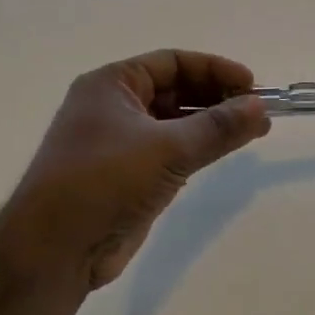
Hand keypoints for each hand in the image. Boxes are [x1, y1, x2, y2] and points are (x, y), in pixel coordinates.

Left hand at [7, 50, 269, 290]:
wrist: (54, 251)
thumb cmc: (104, 182)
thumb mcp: (168, 149)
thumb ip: (219, 126)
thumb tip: (260, 106)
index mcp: (111, 85)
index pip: (173, 62)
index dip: (215, 69)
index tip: (252, 85)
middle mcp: (112, 107)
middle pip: (175, 90)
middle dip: (218, 97)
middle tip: (258, 111)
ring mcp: (118, 142)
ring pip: (175, 122)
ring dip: (212, 124)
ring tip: (254, 130)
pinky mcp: (127, 175)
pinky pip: (170, 150)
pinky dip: (198, 147)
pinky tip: (224, 151)